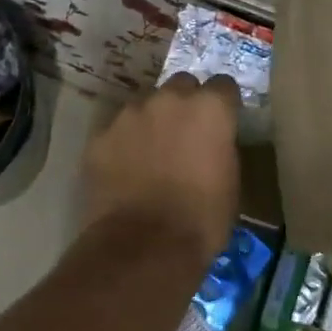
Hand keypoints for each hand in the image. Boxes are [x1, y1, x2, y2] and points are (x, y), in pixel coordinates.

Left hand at [82, 74, 240, 263]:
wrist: (145, 245)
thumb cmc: (202, 219)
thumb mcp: (231, 182)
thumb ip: (221, 147)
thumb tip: (212, 143)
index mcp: (209, 108)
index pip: (223, 85)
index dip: (223, 103)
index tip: (222, 120)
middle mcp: (168, 99)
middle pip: (180, 86)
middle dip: (185, 103)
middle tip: (185, 133)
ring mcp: (129, 115)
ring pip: (144, 106)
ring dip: (151, 122)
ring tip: (150, 154)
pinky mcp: (100, 136)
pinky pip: (116, 132)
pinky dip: (123, 144)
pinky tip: (124, 170)